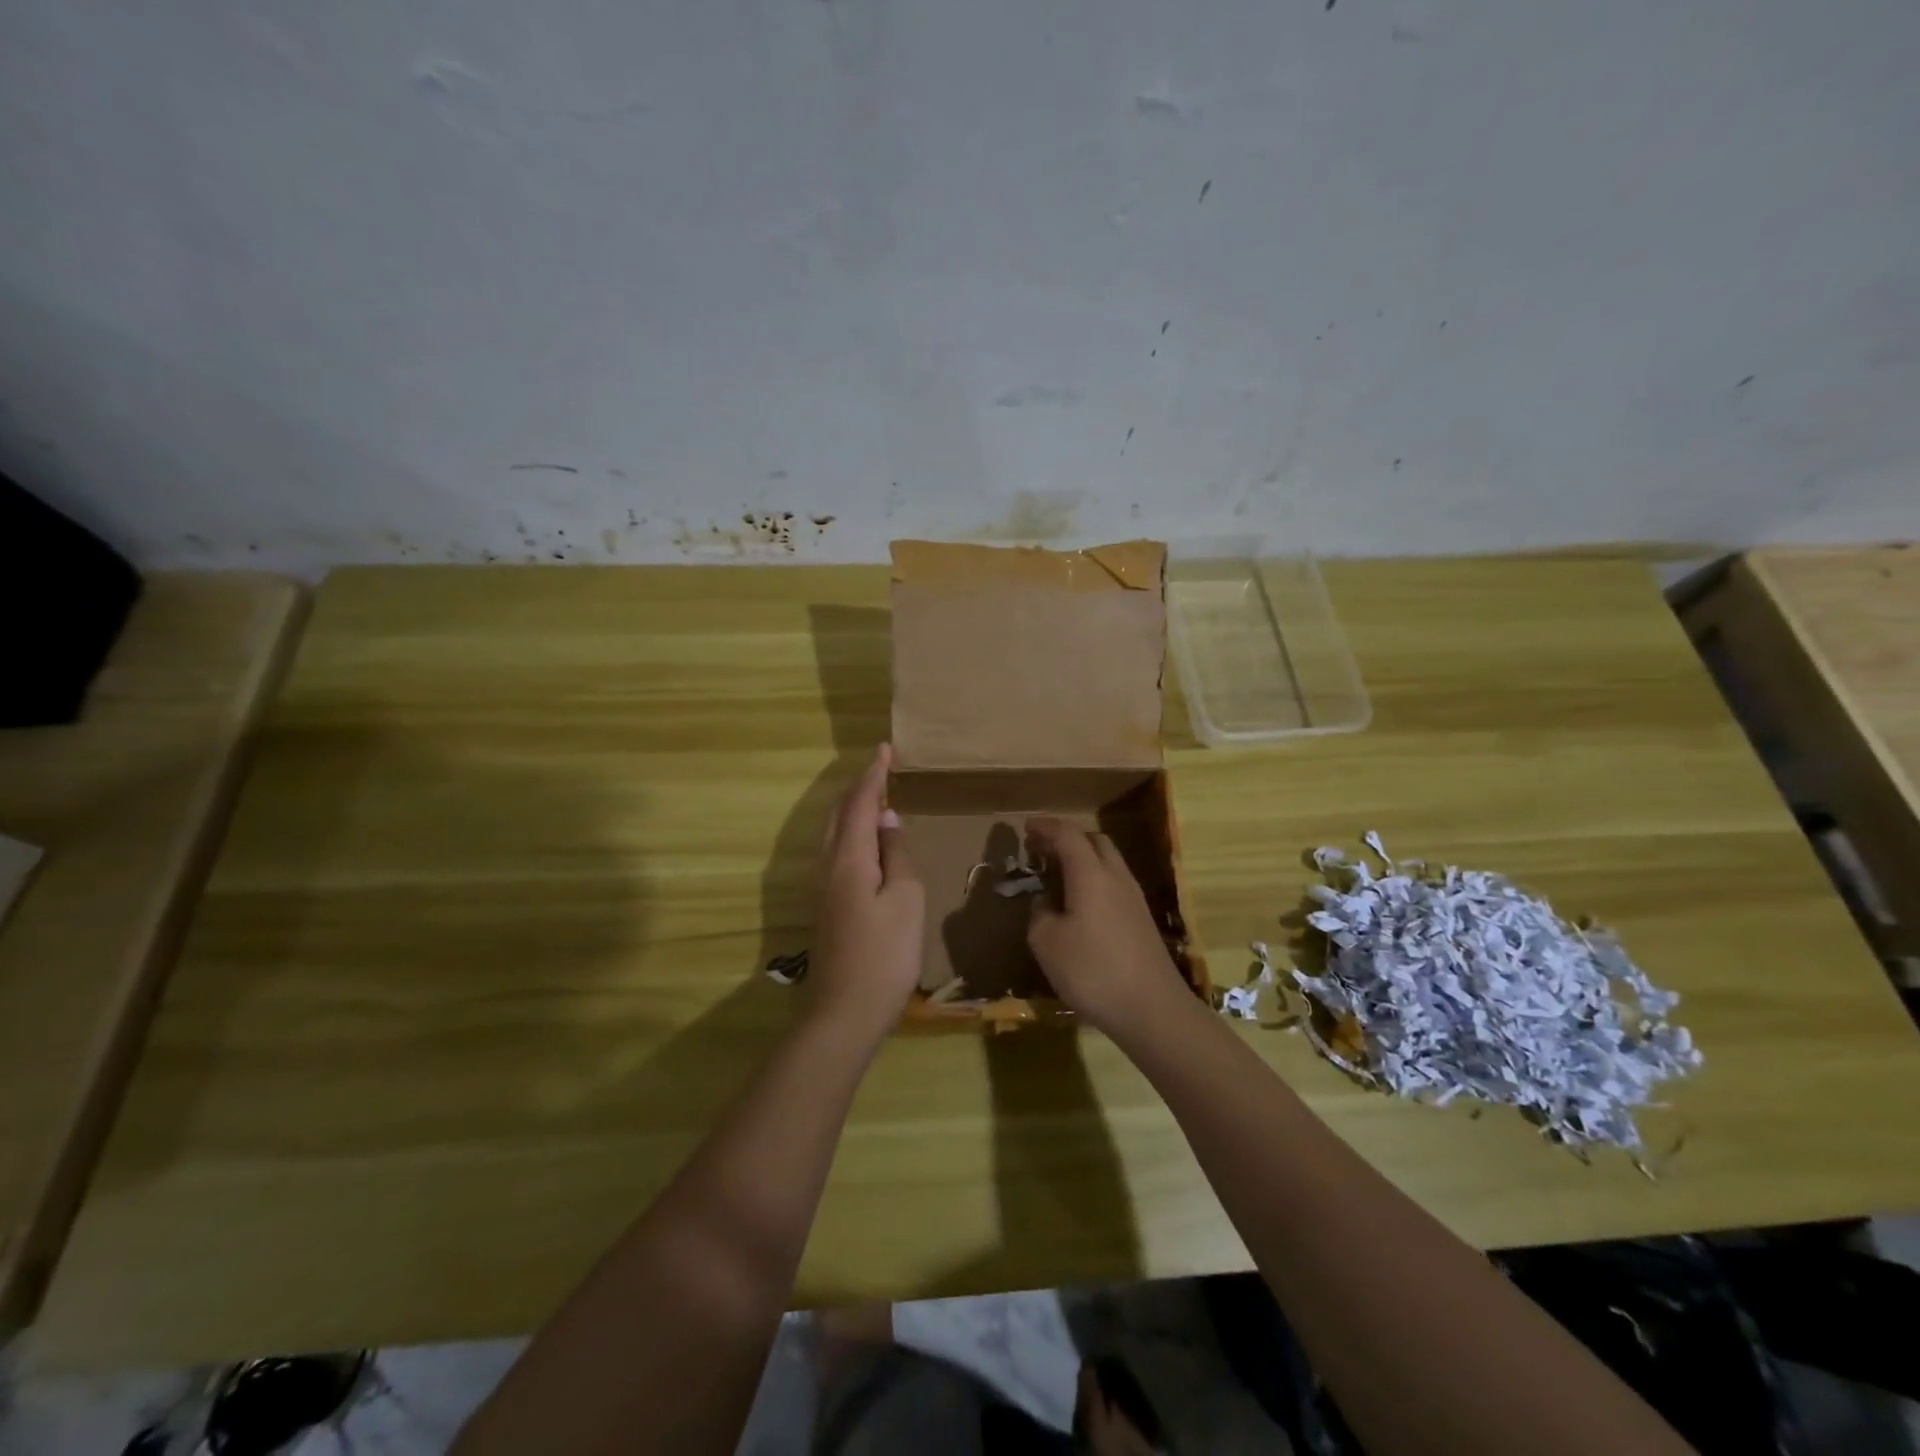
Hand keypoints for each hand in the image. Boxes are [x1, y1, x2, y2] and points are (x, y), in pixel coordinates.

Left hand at [806, 744, 924, 1046]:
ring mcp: (821, 888)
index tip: (885, 749)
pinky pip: (836, 852)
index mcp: (847, 858)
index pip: (859, 803)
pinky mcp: (824, 906)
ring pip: (833, 833)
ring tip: (878, 800)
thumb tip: (887, 821)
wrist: (843, 1014)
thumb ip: (896, 855)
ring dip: (853, 811)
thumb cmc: (884, 954)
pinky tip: (868, 843)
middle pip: (838, 814)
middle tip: (883, 771)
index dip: (873, 774)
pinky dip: (851, 834)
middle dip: (859, 788)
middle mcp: (826, 865)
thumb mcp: (906, 899)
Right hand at [1025, 817, 1188, 1041]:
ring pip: (1108, 862)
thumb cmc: (1093, 971)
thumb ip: (1039, 915)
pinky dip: (1094, 881)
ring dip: (1082, 860)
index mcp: (1090, 874)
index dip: (1045, 827)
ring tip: (1057, 877)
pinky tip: (1080, 906)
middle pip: (1094, 841)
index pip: (1067, 835)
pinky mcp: (1142, 920)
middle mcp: (1116, 877)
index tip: (1026, 827)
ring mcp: (1134, 899)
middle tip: (1041, 851)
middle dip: (1067, 839)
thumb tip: (1044, 903)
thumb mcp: (1047, 944)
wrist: (1152, 1009)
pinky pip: (1114, 884)